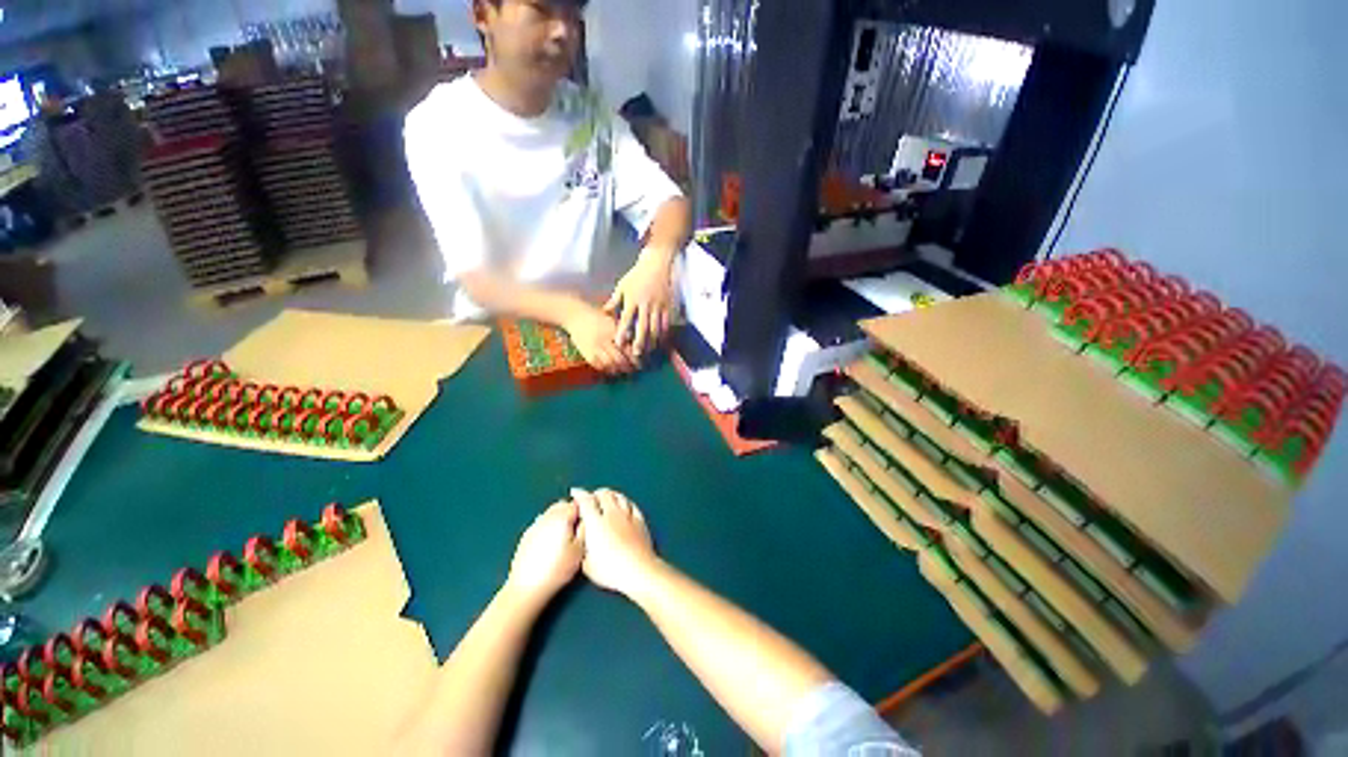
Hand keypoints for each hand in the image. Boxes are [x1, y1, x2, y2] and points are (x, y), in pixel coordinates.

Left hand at [505, 500, 584, 603]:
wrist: (527, 588)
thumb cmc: (557, 570)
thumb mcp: (580, 550)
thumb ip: (585, 529)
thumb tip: (587, 518)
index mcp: (561, 517)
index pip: (577, 503)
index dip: (584, 510)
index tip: (588, 520)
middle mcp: (547, 517)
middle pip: (562, 505)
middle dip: (571, 511)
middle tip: (578, 527)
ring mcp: (535, 525)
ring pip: (551, 513)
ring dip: (559, 518)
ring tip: (565, 536)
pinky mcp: (526, 536)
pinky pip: (542, 523)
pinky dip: (549, 527)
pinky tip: (551, 543)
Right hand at [562, 303, 637, 373]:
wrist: (575, 315)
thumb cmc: (598, 317)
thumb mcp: (613, 321)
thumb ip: (625, 332)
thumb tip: (639, 343)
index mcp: (613, 331)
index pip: (628, 348)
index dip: (637, 357)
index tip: (643, 361)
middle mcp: (604, 340)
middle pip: (620, 359)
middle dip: (630, 367)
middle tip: (637, 368)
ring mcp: (594, 348)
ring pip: (610, 365)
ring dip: (620, 370)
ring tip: (626, 370)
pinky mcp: (587, 354)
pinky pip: (600, 366)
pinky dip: (608, 370)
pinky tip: (613, 369)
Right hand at [571, 488, 658, 597]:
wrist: (638, 570)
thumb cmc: (610, 570)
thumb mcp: (587, 564)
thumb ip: (583, 547)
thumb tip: (584, 541)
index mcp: (596, 522)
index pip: (586, 501)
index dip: (579, 494)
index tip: (575, 492)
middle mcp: (612, 514)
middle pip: (604, 494)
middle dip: (596, 493)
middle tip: (591, 496)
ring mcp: (628, 515)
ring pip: (619, 496)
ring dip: (611, 494)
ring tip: (607, 496)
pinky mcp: (640, 520)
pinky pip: (632, 504)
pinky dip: (625, 501)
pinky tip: (625, 504)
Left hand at [604, 249, 676, 357]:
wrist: (657, 264)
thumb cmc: (637, 275)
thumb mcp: (622, 285)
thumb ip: (614, 300)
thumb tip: (605, 312)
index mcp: (632, 299)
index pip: (626, 319)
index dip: (623, 332)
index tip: (619, 344)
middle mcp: (646, 304)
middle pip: (643, 327)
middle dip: (640, 342)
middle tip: (636, 354)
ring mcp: (658, 306)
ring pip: (656, 328)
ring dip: (652, 341)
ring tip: (648, 351)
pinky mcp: (668, 306)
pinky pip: (666, 323)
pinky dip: (664, 334)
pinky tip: (661, 341)